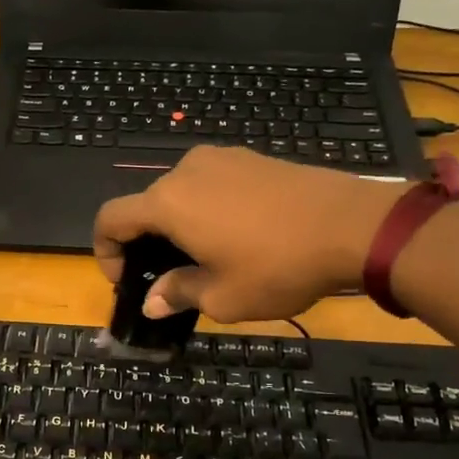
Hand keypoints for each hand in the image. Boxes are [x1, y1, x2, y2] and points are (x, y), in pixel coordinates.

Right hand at [92, 145, 407, 322]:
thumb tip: (153, 300)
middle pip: (146, 205)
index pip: (111, 218)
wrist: (353, 226)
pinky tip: (237, 235)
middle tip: (168, 277)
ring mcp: (222, 159)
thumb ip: (178, 293)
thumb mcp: (222, 296)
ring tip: (206, 257)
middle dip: (146, 242)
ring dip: (178, 224)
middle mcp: (186, 171)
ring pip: (181, 193)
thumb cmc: (278, 267)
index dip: (105, 251)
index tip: (125, 279)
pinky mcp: (252, 158)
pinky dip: (207, 208)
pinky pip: (212, 184)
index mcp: (169, 202)